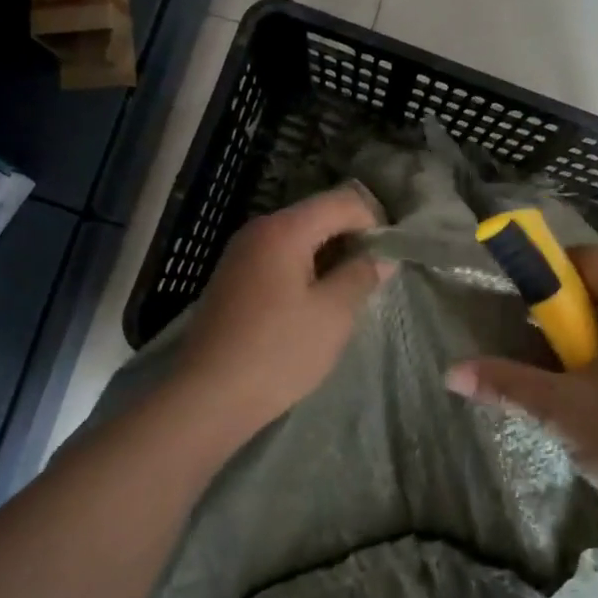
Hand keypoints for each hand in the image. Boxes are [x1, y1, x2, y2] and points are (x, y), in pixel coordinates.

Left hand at [175, 186, 391, 435]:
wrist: (207, 397)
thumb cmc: (278, 352)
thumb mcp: (333, 314)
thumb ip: (362, 275)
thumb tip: (381, 257)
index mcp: (284, 229)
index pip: (343, 201)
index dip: (374, 222)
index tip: (389, 259)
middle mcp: (258, 230)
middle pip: (319, 216)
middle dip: (352, 241)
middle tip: (372, 280)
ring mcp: (240, 254)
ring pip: (299, 240)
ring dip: (329, 259)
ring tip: (347, 297)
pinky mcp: (232, 280)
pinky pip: (279, 260)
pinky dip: (304, 272)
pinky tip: (312, 308)